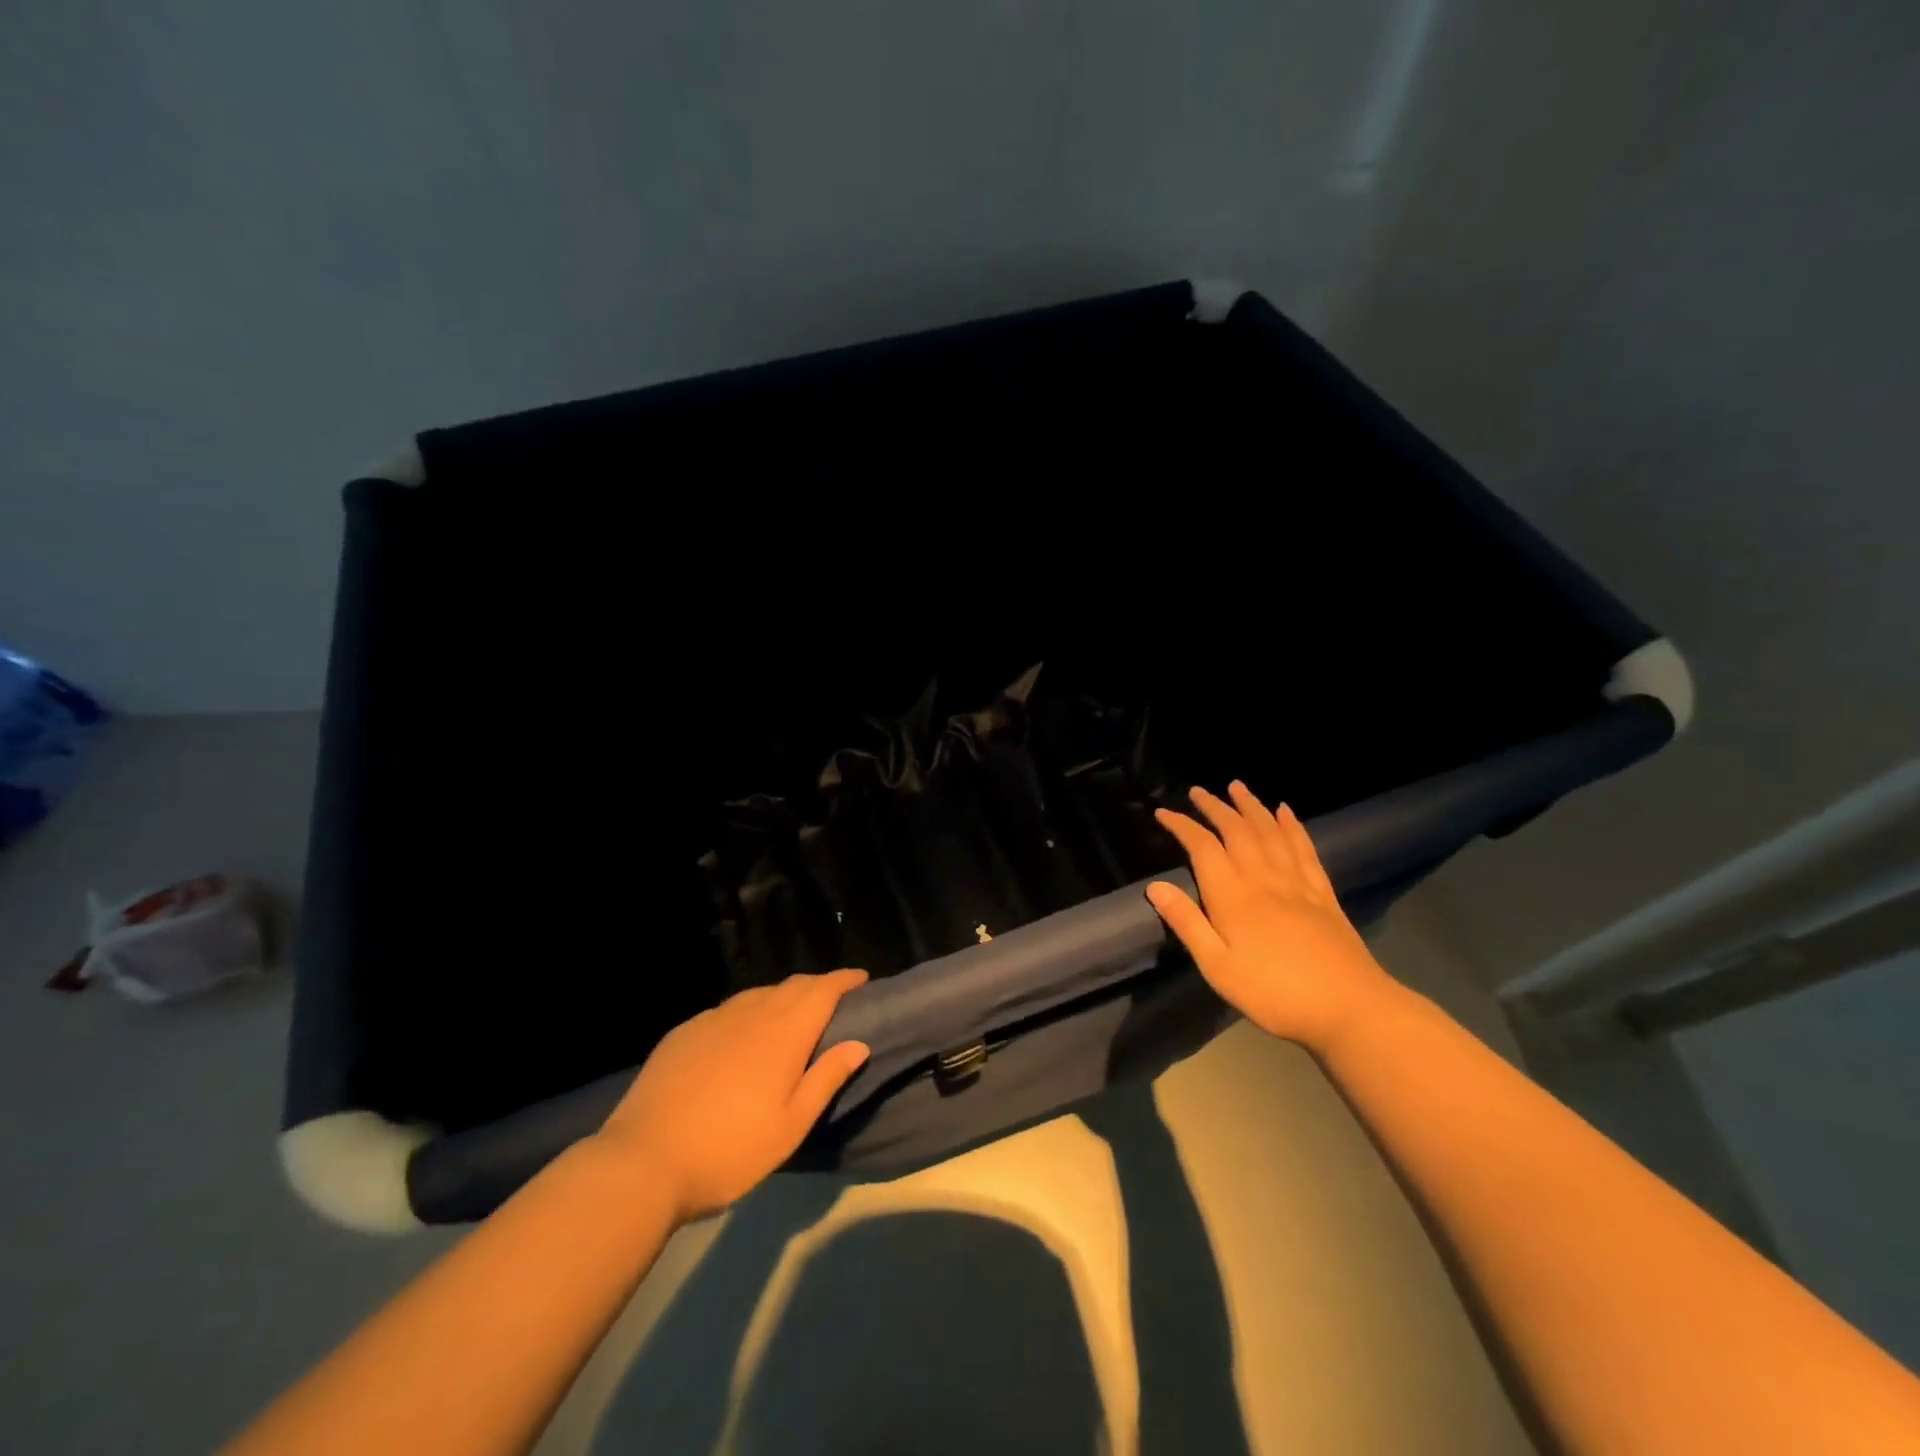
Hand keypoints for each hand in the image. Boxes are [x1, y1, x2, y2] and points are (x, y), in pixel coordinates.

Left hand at [596, 970, 871, 1221]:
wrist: (643, 1162)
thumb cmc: (729, 1150)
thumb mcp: (790, 1126)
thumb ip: (826, 1078)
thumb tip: (859, 1043)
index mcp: (784, 1033)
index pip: (823, 990)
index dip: (845, 979)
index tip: (862, 978)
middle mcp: (751, 1014)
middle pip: (792, 985)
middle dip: (817, 985)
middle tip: (833, 998)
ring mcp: (713, 1020)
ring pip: (758, 994)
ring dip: (782, 996)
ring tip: (791, 1013)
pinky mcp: (684, 1032)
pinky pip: (727, 1010)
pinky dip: (748, 1011)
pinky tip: (741, 1033)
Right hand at [1147, 782, 1401, 1054]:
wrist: (1349, 1007)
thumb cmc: (1274, 993)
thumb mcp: (1217, 967)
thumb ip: (1187, 924)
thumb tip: (1155, 886)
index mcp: (1233, 895)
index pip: (1202, 847)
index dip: (1182, 826)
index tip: (1163, 813)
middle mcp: (1263, 878)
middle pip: (1236, 831)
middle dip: (1215, 807)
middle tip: (1198, 790)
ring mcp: (1296, 883)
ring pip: (1270, 832)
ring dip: (1251, 806)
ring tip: (1237, 787)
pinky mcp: (1322, 893)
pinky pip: (1304, 848)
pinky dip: (1292, 826)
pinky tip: (1286, 812)